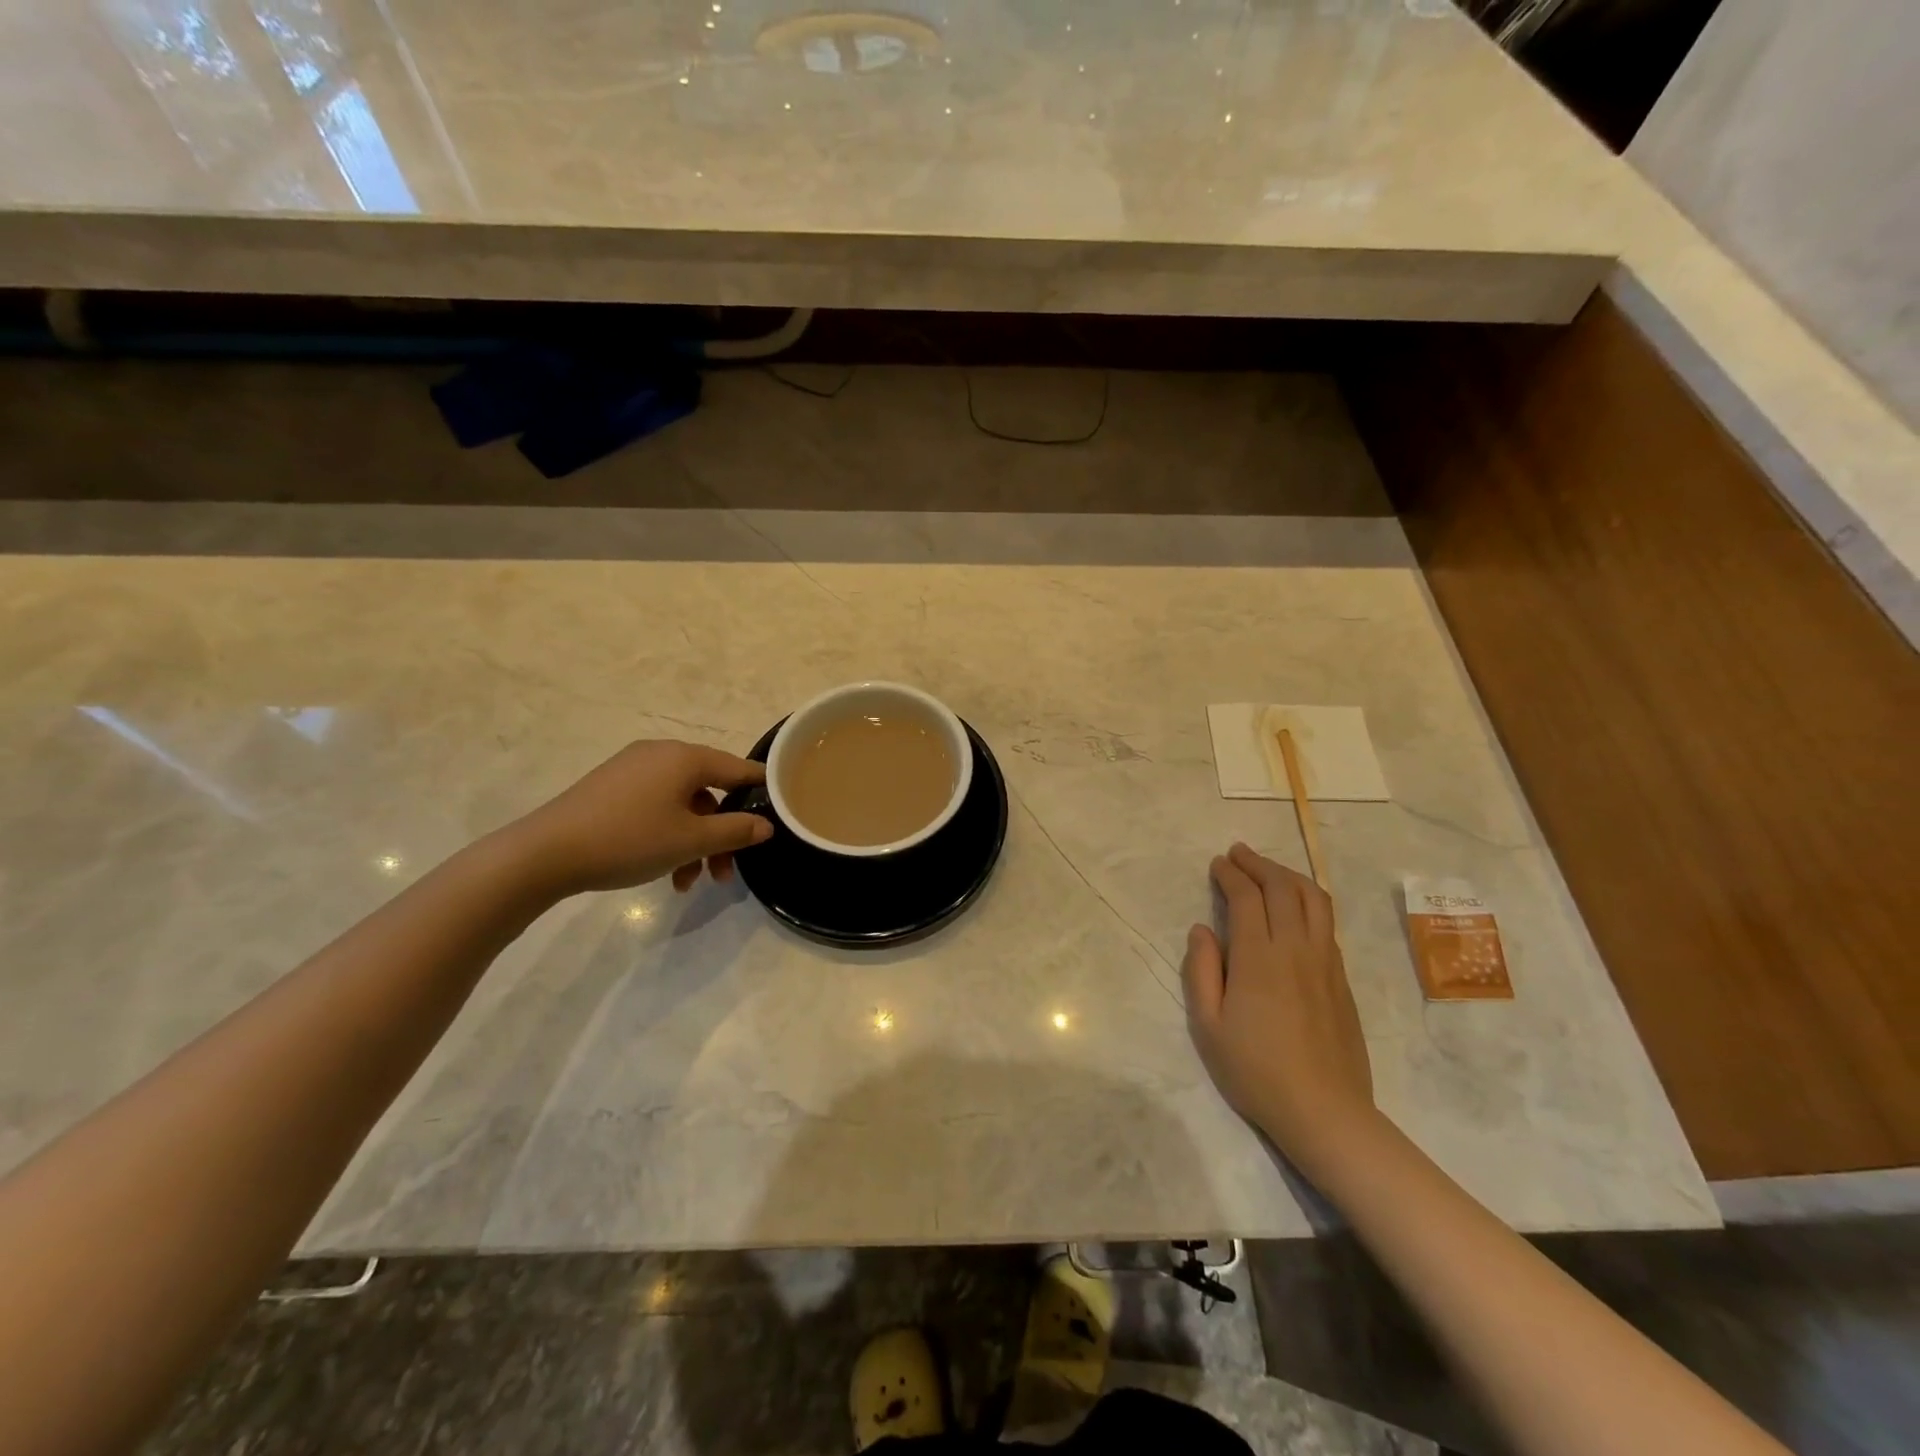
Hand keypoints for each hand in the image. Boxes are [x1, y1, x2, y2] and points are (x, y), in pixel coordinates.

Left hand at [505, 740, 772, 894]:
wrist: (545, 853)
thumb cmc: (629, 840)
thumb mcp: (691, 840)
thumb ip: (736, 831)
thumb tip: (766, 826)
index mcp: (685, 758)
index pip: (739, 768)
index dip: (761, 792)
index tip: (777, 817)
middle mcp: (661, 754)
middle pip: (710, 791)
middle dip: (722, 834)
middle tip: (726, 873)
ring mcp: (632, 770)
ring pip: (682, 805)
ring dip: (694, 843)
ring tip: (689, 882)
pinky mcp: (611, 789)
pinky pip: (656, 807)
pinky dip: (668, 835)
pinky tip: (665, 873)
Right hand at [1181, 843, 1376, 1176]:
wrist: (1325, 1111)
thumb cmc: (1255, 1070)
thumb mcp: (1208, 1026)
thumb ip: (1201, 971)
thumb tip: (1202, 930)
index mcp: (1258, 958)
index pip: (1246, 897)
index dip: (1230, 874)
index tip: (1217, 864)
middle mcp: (1295, 949)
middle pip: (1281, 888)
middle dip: (1258, 864)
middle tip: (1238, 854)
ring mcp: (1325, 962)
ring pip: (1313, 899)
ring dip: (1288, 875)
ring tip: (1268, 870)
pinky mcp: (1341, 978)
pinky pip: (1327, 922)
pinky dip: (1308, 900)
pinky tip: (1295, 907)